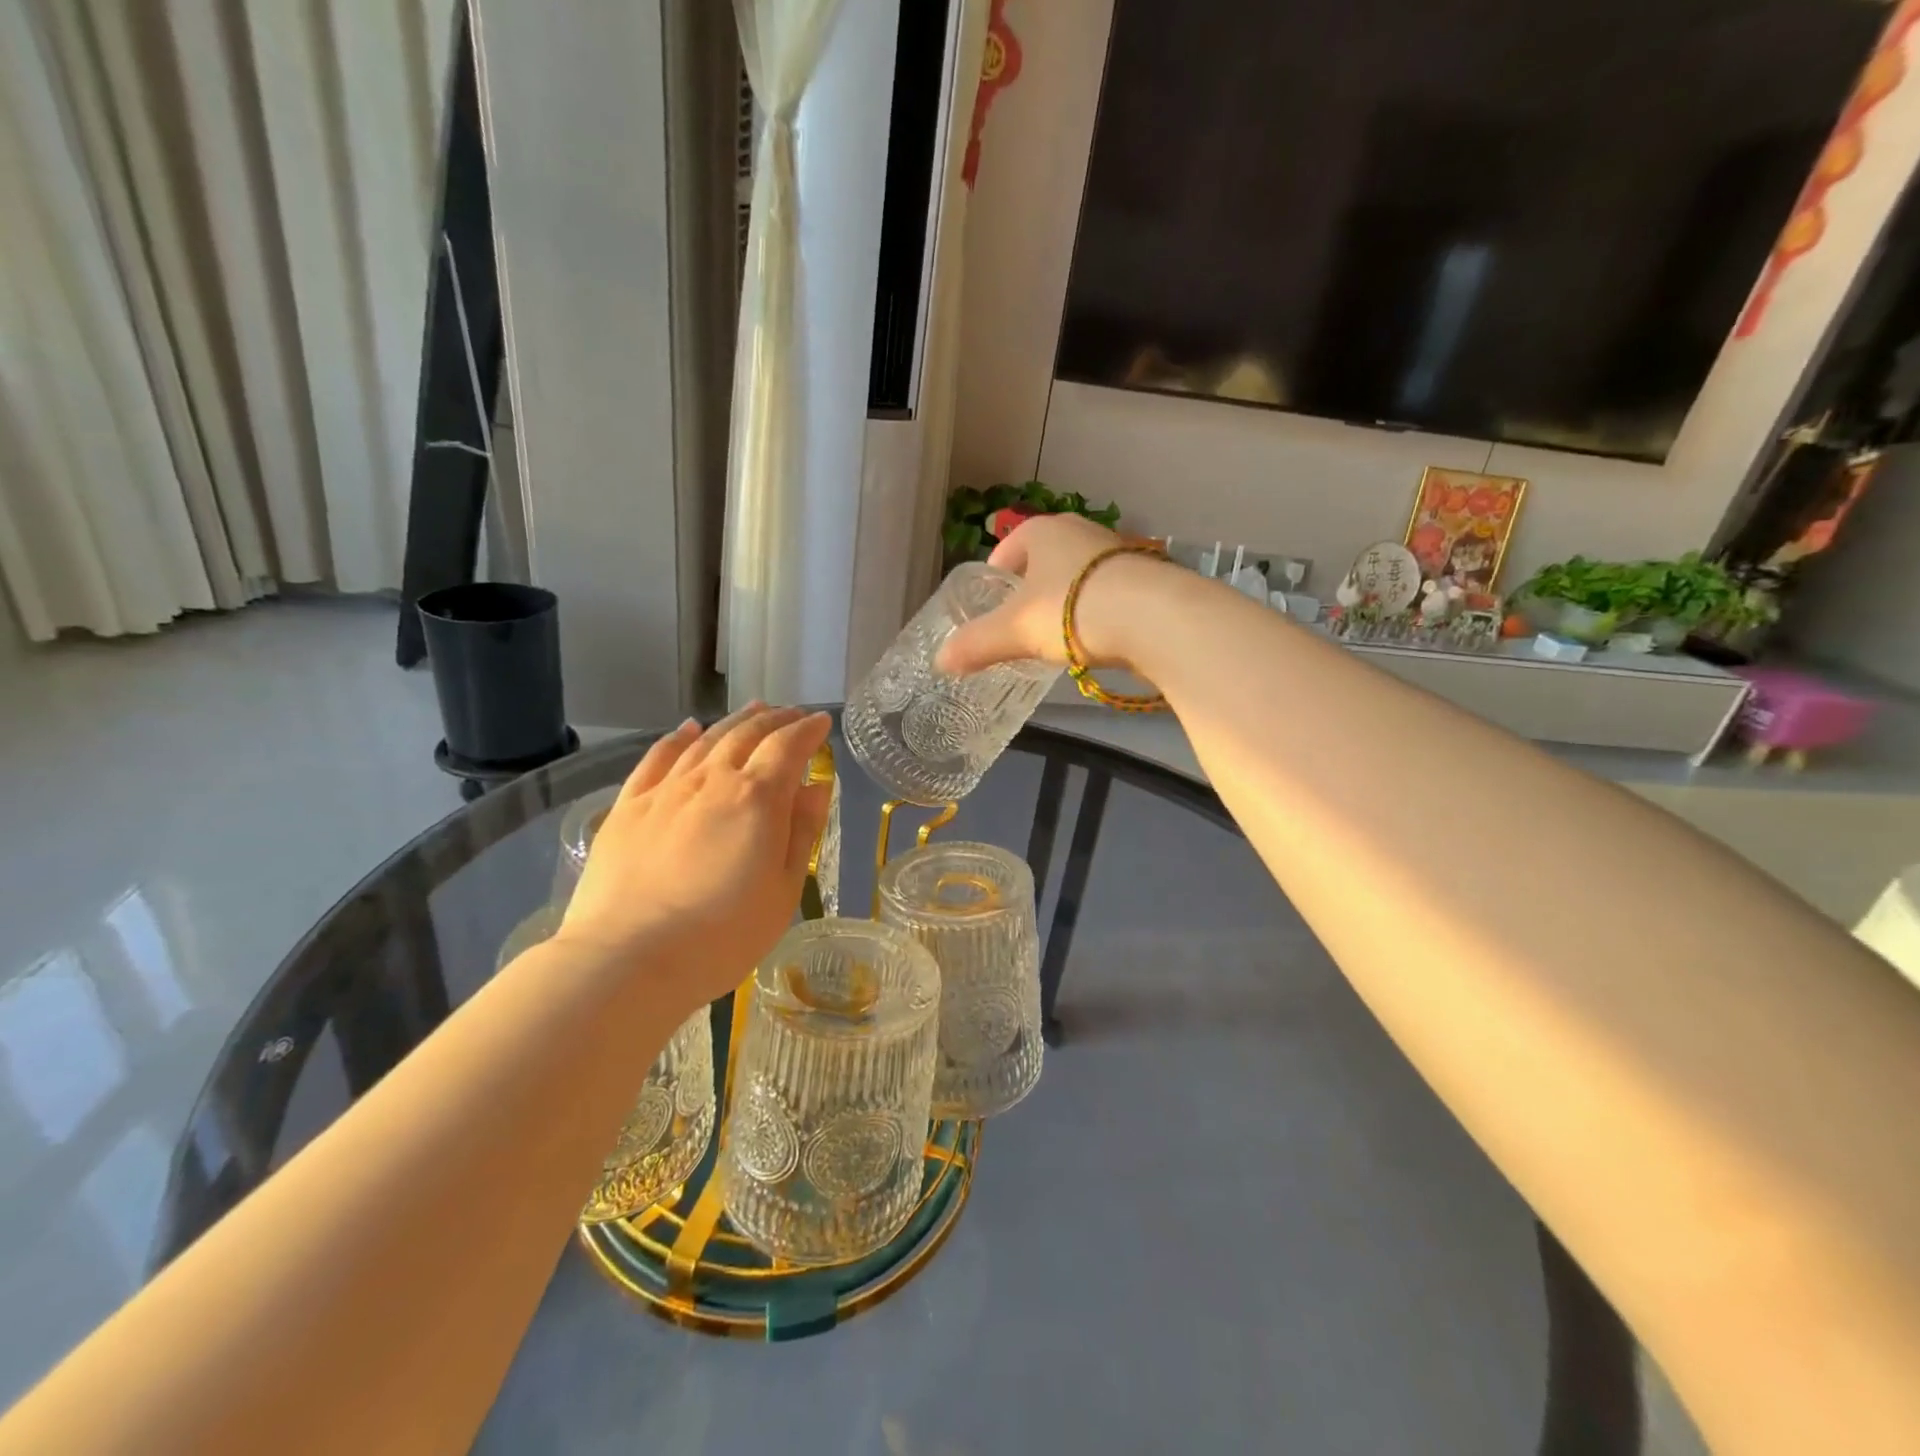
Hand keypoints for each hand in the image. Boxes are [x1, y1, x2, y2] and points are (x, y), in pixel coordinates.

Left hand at [554, 706, 833, 1014]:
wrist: (627, 959)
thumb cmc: (722, 935)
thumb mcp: (782, 891)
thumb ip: (801, 832)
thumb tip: (816, 786)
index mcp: (757, 798)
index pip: (788, 747)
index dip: (809, 730)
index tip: (821, 723)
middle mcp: (712, 780)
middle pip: (748, 734)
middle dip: (776, 719)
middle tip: (792, 714)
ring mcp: (666, 790)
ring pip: (706, 739)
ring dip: (735, 721)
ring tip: (754, 710)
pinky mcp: (628, 807)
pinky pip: (657, 757)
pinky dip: (678, 737)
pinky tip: (688, 729)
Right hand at [938, 514, 1174, 674]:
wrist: (1152, 617)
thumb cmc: (1070, 610)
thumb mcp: (1015, 631)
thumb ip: (976, 644)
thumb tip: (940, 662)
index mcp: (1042, 532)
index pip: (1009, 548)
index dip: (997, 574)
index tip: (994, 601)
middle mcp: (1079, 531)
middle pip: (1045, 559)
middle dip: (1033, 588)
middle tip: (1024, 622)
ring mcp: (1116, 550)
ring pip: (1078, 574)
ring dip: (1067, 598)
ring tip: (1060, 633)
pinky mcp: (1145, 575)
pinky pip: (1108, 590)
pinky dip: (1097, 608)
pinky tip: (1097, 636)